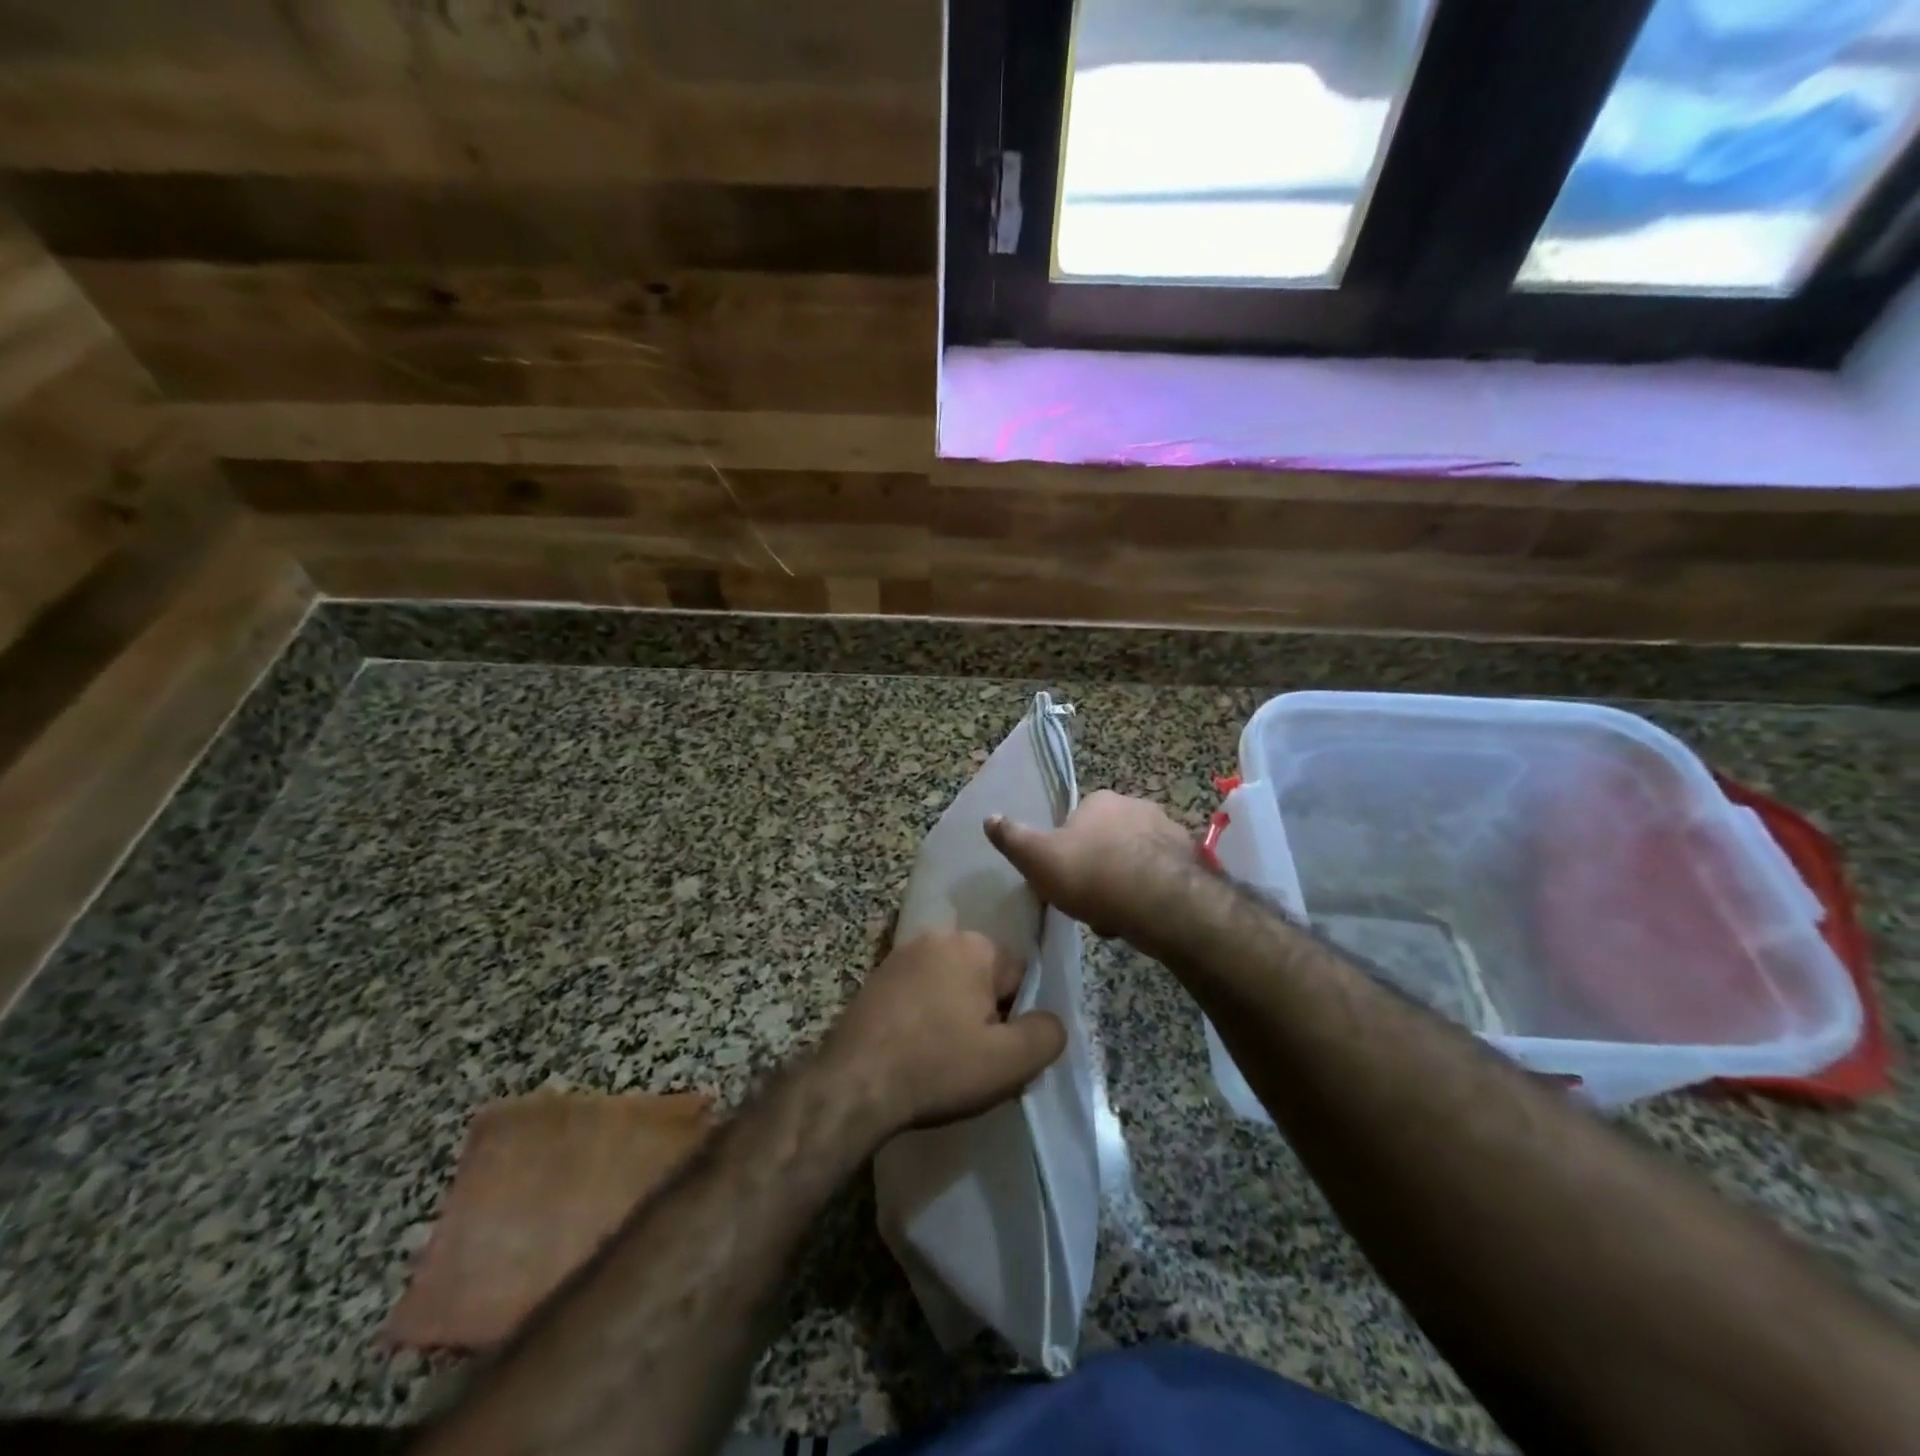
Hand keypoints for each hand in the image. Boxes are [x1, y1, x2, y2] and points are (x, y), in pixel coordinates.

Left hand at [823, 930, 1065, 1132]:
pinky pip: (918, 995)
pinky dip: (924, 1019)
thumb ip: (1048, 1033)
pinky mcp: (875, 978)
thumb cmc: (938, 1067)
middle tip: (974, 1060)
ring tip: (943, 1060)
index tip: (1000, 1054)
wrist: (854, 1084)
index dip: (1017, 1020)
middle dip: (986, 1015)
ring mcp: (901, 955)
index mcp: (974, 945)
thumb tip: (1051, 1021)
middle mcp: (938, 937)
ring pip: (950, 987)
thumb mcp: (1010, 1061)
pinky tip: (915, 1051)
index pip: (1020, 978)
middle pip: (984, 979)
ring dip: (953, 1017)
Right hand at [985, 790, 1194, 941]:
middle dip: (1098, 869)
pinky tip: (1141, 920)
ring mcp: (1169, 832)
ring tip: (1114, 918)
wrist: (1160, 902)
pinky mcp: (1192, 861)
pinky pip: (1161, 878)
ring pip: (1135, 861)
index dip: (1067, 850)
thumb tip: (989, 818)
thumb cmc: (1091, 874)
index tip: (1063, 878)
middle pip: (1107, 841)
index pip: (1077, 821)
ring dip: (1124, 885)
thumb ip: (1012, 838)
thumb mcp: (1038, 858)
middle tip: (1088, 902)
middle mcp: (1137, 806)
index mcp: (1101, 800)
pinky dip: (1150, 895)